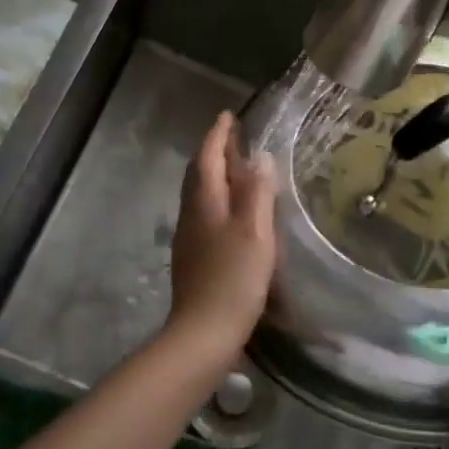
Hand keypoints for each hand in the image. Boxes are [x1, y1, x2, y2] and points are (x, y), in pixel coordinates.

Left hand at [166, 112, 277, 349]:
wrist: (203, 332)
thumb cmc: (234, 278)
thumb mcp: (255, 232)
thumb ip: (257, 192)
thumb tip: (259, 157)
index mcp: (205, 202)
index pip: (208, 157)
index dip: (217, 135)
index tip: (227, 116)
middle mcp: (191, 214)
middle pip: (198, 174)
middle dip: (213, 152)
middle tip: (232, 138)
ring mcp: (189, 237)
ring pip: (199, 195)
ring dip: (214, 176)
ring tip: (236, 170)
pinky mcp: (192, 257)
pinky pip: (203, 214)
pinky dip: (217, 201)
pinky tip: (231, 213)